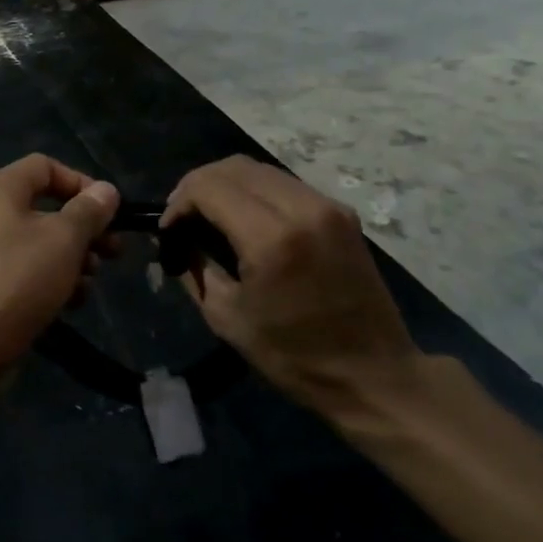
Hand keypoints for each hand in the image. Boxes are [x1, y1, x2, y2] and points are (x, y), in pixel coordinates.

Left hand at [0, 154, 119, 375]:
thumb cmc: (17, 280)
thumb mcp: (64, 240)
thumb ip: (89, 211)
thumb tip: (106, 191)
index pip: (45, 167)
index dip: (82, 183)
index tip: (110, 211)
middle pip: (46, 207)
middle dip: (84, 229)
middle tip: (113, 252)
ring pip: (39, 243)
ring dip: (73, 259)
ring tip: (90, 283)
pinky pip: (25, 270)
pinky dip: (50, 281)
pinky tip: (70, 304)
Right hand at [164, 156, 427, 425]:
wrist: (374, 374)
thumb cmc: (294, 356)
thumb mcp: (227, 317)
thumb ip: (196, 268)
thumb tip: (177, 241)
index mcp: (271, 238)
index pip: (209, 187)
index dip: (179, 202)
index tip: (168, 229)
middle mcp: (302, 208)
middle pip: (234, 167)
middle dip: (198, 185)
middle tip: (182, 217)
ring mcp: (327, 206)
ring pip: (260, 170)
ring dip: (226, 184)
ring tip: (209, 215)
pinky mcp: (341, 212)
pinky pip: (284, 184)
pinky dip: (255, 191)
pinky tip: (243, 219)